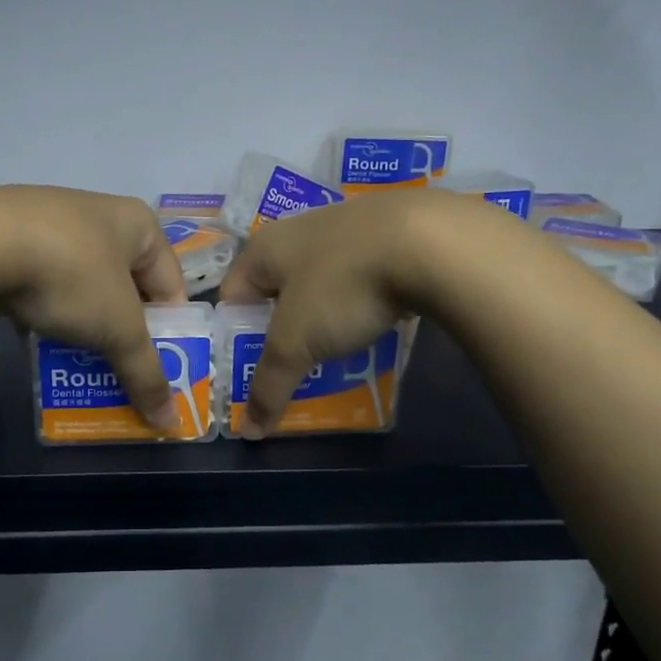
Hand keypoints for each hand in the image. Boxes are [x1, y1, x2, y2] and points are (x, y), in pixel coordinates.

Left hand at [0, 186, 188, 428]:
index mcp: (138, 224)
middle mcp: (100, 215)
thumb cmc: (71, 276)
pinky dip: (49, 313)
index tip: (159, 369)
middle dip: (125, 333)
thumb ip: (146, 374)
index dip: (170, 331)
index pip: (172, 286)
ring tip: (81, 365)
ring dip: (86, 326)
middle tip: (122, 372)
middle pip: (126, 287)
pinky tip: (41, 341)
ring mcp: (53, 223)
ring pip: (84, 288)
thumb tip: (171, 424)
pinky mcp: (12, 239)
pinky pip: (46, 284)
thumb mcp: (118, 330)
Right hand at [219, 190, 453, 436]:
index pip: (231, 297)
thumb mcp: (296, 343)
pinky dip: (359, 304)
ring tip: (337, 355)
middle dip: (283, 333)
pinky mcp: (385, 235)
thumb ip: (269, 385)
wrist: (429, 242)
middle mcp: (297, 231)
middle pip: (277, 293)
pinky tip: (376, 326)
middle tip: (295, 369)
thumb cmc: (342, 286)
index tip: (253, 370)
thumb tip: (248, 431)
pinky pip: (358, 279)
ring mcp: (345, 229)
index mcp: (264, 248)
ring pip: (320, 285)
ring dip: (323, 320)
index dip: (235, 337)